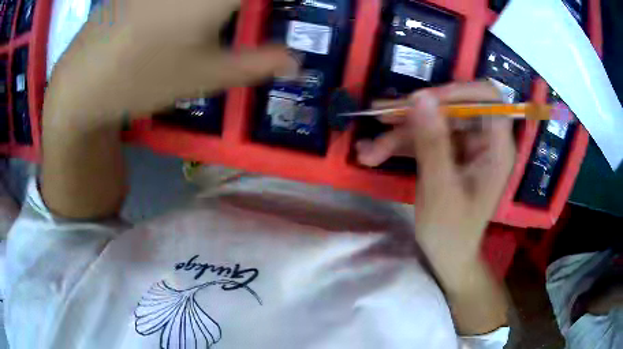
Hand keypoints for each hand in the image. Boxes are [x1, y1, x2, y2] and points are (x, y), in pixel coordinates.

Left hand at [41, 0, 296, 219]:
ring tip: (220, 19)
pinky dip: (195, 6)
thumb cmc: (142, 80)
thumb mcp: (207, 76)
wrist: (80, 82)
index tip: (288, 10)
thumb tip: (297, 64)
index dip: (286, 1)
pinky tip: (191, 16)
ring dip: (221, 8)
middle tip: (248, 17)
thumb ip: (259, 64)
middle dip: (247, 6)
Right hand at [356, 81, 515, 271]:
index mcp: (496, 148)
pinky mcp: (449, 154)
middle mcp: (484, 140)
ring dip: (400, 134)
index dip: (459, 91)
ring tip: (368, 151)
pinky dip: (401, 145)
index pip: (488, 98)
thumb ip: (432, 142)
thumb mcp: (440, 188)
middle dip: (415, 115)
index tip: (425, 100)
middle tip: (380, 118)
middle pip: (452, 108)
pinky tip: (372, 153)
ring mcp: (465, 147)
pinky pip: (426, 138)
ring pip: (433, 123)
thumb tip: (420, 97)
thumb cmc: (451, 231)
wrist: (447, 257)